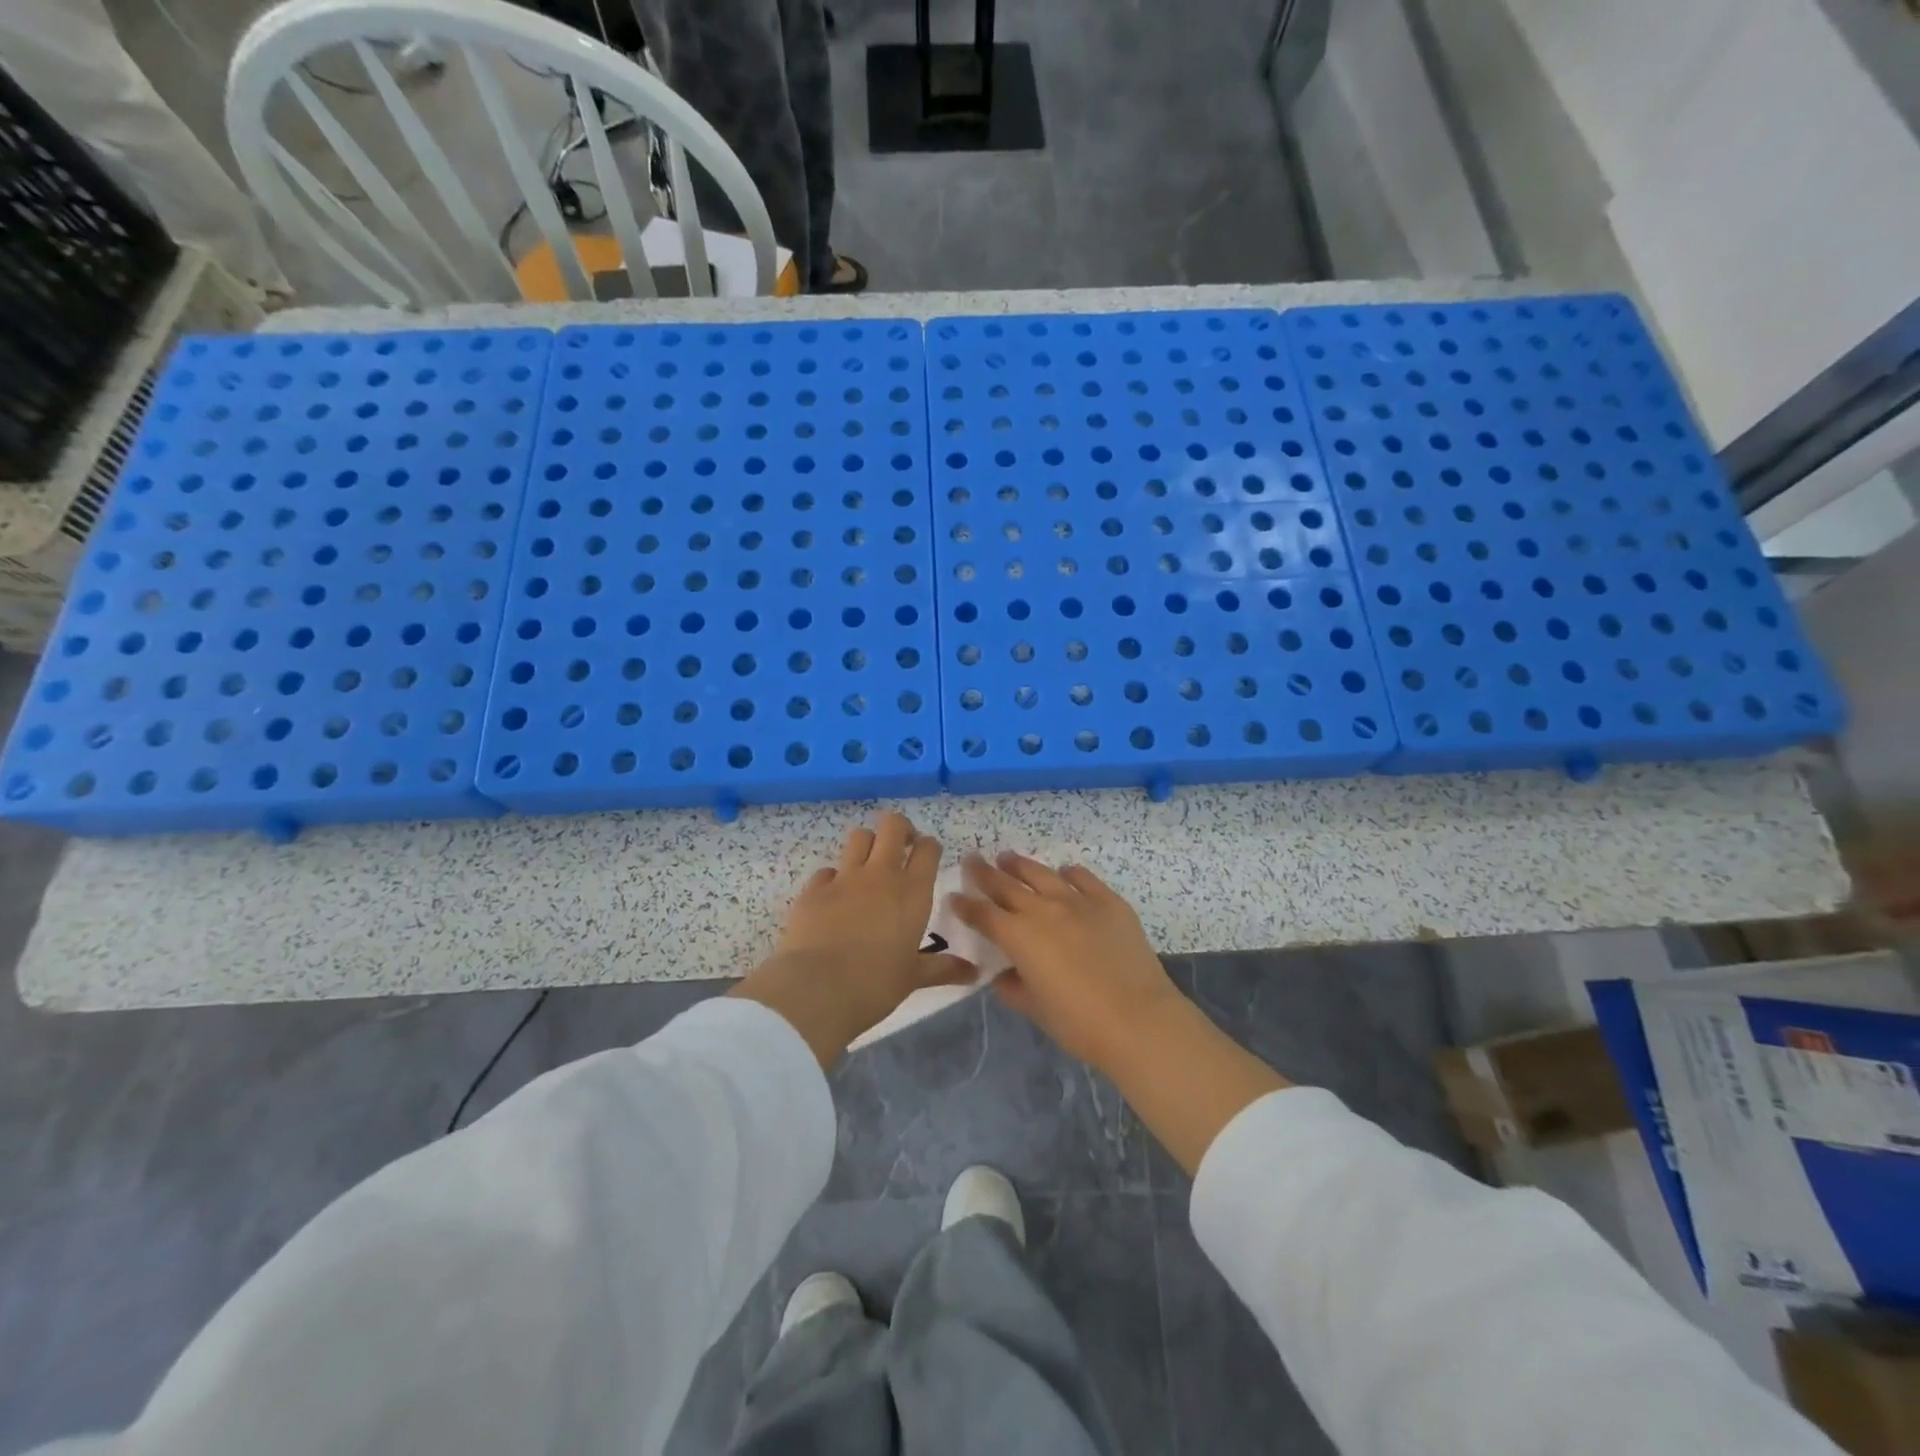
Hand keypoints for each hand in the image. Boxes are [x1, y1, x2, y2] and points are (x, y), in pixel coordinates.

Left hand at [732, 811, 971, 1067]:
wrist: (816, 989)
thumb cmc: (875, 985)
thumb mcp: (913, 978)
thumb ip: (943, 968)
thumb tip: (974, 973)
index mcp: (912, 892)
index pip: (927, 849)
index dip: (928, 846)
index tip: (927, 856)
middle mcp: (880, 875)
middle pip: (892, 826)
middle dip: (899, 829)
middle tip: (901, 848)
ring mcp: (844, 878)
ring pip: (859, 837)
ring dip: (867, 845)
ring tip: (868, 867)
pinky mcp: (814, 889)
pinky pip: (827, 871)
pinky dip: (834, 878)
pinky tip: (834, 898)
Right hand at [950, 852, 1184, 1071]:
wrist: (1138, 1018)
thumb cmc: (1079, 1022)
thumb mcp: (1036, 1009)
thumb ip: (1013, 989)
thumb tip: (1003, 976)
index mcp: (1019, 937)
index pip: (983, 915)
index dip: (965, 905)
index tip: (954, 896)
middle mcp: (1043, 910)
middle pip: (1006, 885)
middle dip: (985, 873)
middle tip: (973, 859)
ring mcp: (1078, 901)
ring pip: (1042, 874)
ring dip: (1021, 865)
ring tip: (1008, 858)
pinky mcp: (1109, 902)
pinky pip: (1083, 878)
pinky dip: (1070, 873)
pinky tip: (1065, 872)